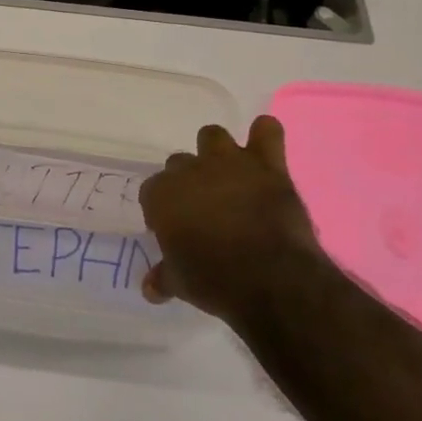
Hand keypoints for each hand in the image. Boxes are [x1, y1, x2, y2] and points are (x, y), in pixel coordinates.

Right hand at [139, 117, 323, 317]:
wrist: (271, 279)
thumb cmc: (215, 281)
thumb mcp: (181, 284)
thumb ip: (164, 277)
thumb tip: (150, 289)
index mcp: (161, 195)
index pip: (152, 191)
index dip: (162, 210)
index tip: (174, 229)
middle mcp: (189, 170)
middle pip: (179, 163)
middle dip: (188, 181)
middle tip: (203, 209)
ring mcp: (229, 163)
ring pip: (212, 136)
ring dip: (217, 152)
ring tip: (229, 176)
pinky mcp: (267, 166)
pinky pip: (267, 131)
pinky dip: (264, 135)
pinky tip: (263, 148)